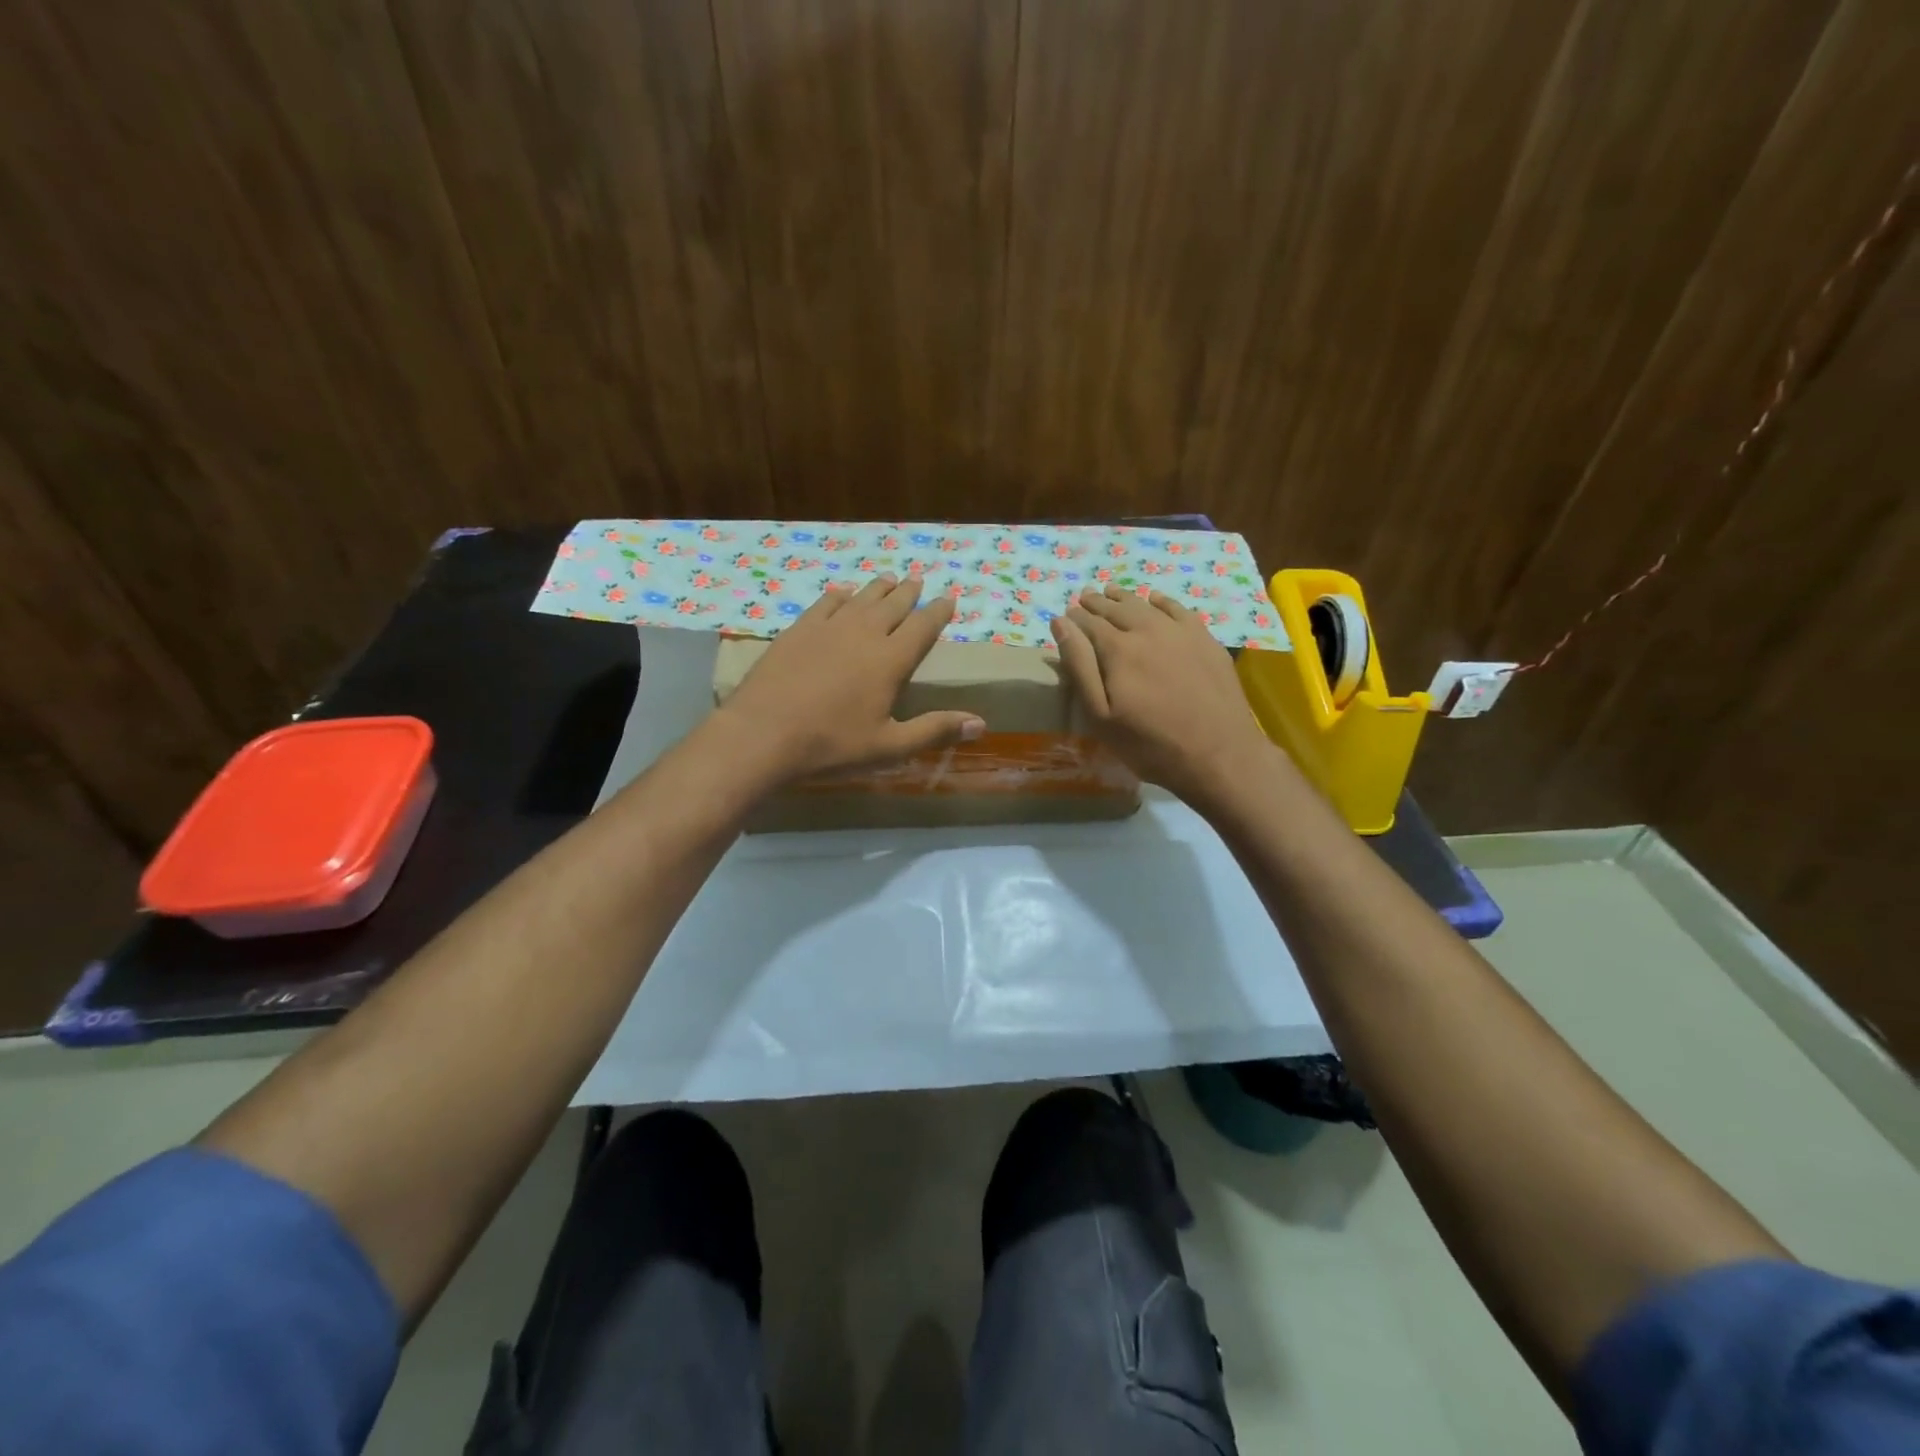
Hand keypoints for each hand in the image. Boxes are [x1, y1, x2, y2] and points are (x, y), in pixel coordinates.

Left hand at [714, 575, 985, 783]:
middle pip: (892, 605)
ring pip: (860, 599)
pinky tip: (841, 594)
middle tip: (918, 580)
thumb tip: (981, 723)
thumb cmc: (832, 745)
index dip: (938, 612)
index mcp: (890, 660)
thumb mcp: (889, 746)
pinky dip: (838, 596)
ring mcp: (827, 628)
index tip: (949, 598)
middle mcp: (863, 634)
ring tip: (888, 579)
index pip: (923, 627)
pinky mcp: (797, 631)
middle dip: (909, 592)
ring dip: (878, 589)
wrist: (763, 734)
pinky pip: (825, 604)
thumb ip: (935, 730)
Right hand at [1051, 585, 1276, 811]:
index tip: (1067, 613)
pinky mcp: (1206, 640)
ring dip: (1125, 598)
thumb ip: (1079, 666)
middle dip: (1097, 603)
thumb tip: (1061, 623)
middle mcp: (1148, 630)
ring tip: (1111, 592)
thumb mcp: (1101, 716)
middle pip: (1116, 609)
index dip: (1075, 617)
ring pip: (1146, 605)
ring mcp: (1181, 632)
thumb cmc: (1149, 744)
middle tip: (1085, 597)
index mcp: (1118, 649)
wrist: (1218, 754)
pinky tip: (1154, 600)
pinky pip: (1179, 610)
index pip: (1089, 623)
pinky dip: (1161, 601)